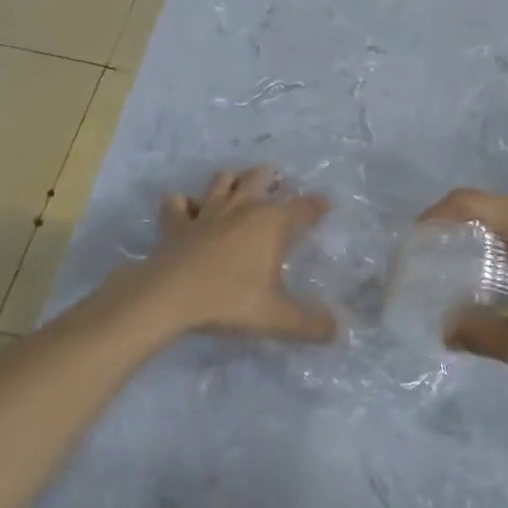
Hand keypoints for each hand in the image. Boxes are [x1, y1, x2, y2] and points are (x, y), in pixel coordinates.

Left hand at [120, 167, 336, 343]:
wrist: (171, 295)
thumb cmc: (230, 300)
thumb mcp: (277, 317)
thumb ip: (310, 324)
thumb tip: (336, 330)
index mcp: (272, 222)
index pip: (304, 207)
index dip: (317, 205)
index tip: (325, 205)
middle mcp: (243, 206)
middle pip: (260, 177)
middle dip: (271, 177)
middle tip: (277, 183)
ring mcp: (207, 210)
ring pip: (222, 179)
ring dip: (231, 181)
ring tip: (236, 188)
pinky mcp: (177, 221)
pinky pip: (178, 202)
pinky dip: (183, 203)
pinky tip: (187, 211)